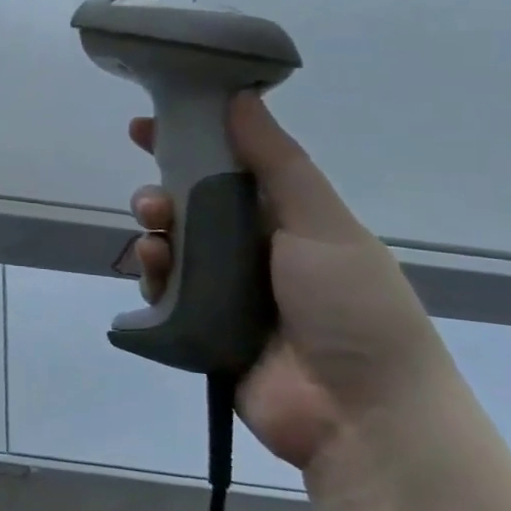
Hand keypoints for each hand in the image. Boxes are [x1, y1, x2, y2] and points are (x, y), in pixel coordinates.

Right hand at [125, 94, 452, 470]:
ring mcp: (225, 292)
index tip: (149, 124)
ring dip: (155, 231)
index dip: (192, 142)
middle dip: (164, 191)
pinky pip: (163, 291)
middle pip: (193, 207)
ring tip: (153, 232)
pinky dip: (153, 274)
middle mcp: (253, 251)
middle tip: (152, 196)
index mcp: (289, 221)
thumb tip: (240, 96)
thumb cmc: (352, 306)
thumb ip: (276, 162)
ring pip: (172, 247)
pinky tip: (154, 267)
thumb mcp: (323, 224)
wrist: (361, 414)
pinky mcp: (199, 328)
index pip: (232, 168)